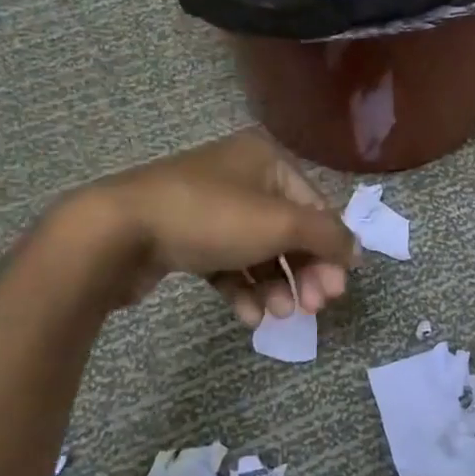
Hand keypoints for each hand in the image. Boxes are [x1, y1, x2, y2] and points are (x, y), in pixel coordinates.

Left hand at [85, 129, 356, 324]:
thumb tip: (356, 251)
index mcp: (266, 159)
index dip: (330, 249)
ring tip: (277, 314)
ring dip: (273, 285)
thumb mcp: (280, 223)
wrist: (118, 231)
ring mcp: (210, 207)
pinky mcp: (186, 236)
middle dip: (302, 272)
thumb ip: (327, 236)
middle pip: (289, 230)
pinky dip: (240, 288)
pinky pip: (226, 263)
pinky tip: (245, 316)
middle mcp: (241, 176)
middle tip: (313, 308)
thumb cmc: (210, 217)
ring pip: (258, 251)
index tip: (335, 290)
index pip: (315, 206)